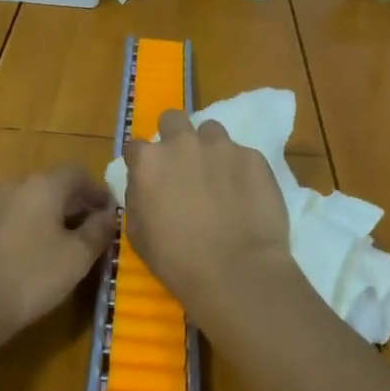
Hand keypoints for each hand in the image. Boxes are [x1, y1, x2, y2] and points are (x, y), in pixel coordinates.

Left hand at [0, 165, 116, 347]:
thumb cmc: (29, 277)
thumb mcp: (76, 258)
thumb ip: (98, 231)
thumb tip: (111, 214)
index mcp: (44, 185)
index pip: (78, 172)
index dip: (98, 192)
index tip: (110, 216)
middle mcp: (16, 185)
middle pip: (53, 187)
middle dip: (75, 207)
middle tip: (90, 236)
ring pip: (30, 204)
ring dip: (49, 220)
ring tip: (61, 251)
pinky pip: (10, 221)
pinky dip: (26, 232)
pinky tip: (28, 261)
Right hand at [122, 110, 293, 323]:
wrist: (236, 271)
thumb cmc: (178, 261)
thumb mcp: (138, 234)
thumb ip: (138, 197)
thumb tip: (145, 184)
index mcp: (150, 161)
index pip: (136, 146)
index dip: (142, 161)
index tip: (150, 176)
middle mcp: (183, 143)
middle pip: (173, 119)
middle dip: (175, 135)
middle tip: (183, 163)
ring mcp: (221, 146)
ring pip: (211, 131)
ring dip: (210, 148)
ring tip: (219, 177)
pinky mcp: (253, 156)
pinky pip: (242, 154)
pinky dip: (240, 169)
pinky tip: (246, 195)